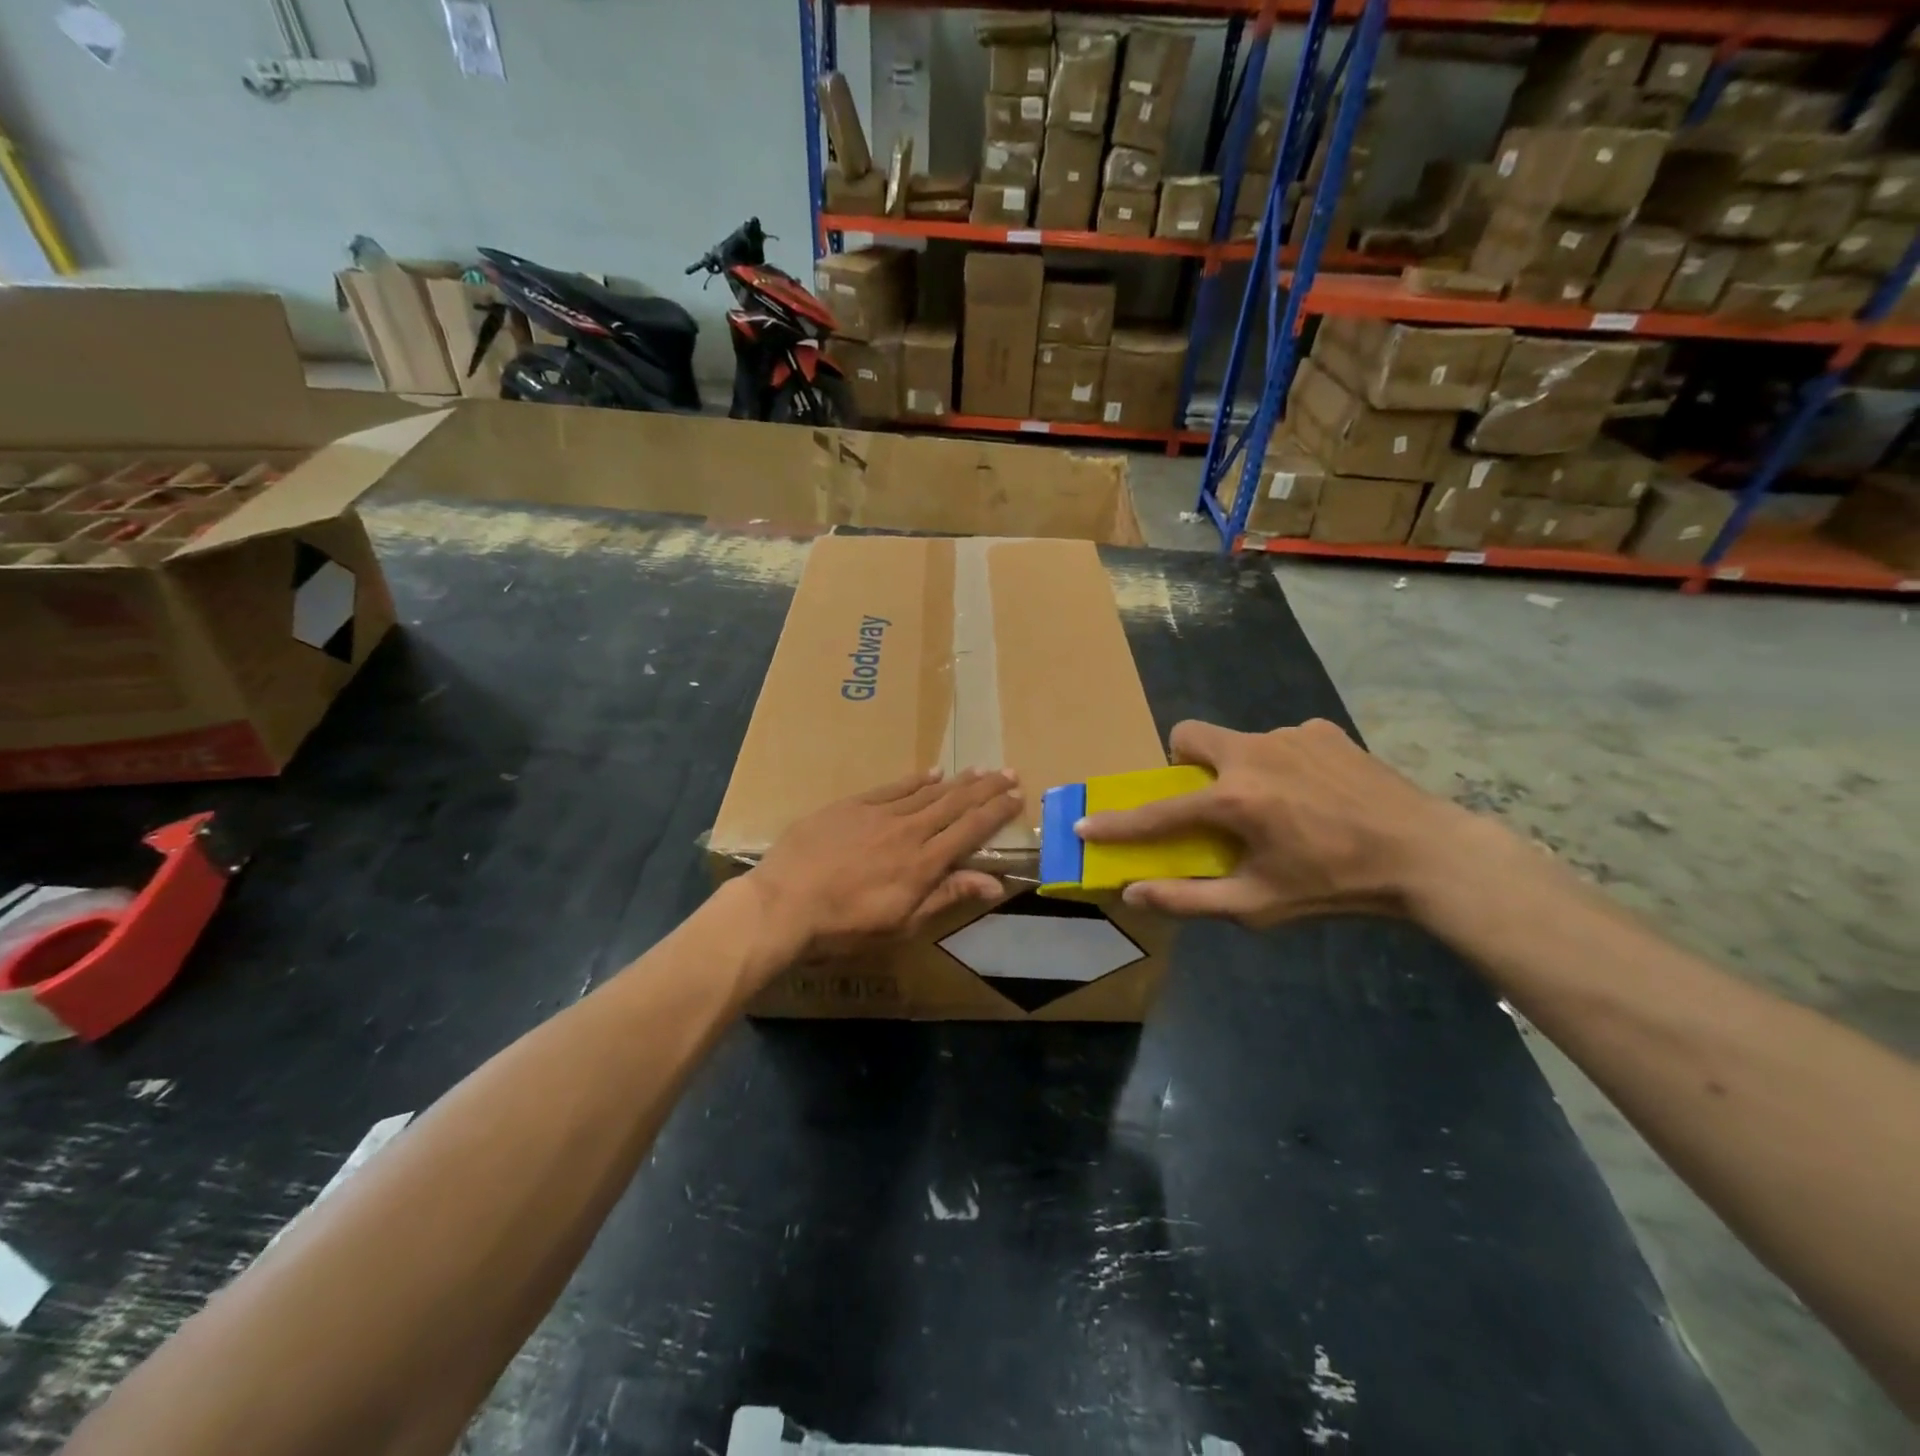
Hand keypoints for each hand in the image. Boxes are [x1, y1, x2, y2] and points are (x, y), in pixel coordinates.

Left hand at [744, 768, 1023, 962]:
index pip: (970, 830)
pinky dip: (915, 780)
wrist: (784, 903)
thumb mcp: (901, 924)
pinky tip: (931, 773)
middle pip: (955, 804)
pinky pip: (892, 787)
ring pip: (927, 792)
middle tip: (1008, 772)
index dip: (996, 812)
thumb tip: (994, 883)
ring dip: (956, 781)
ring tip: (979, 770)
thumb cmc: (844, 926)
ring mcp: (879, 814)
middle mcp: (908, 830)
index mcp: (924, 862)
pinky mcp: (851, 806)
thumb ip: (946, 896)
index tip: (1016, 797)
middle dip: (985, 788)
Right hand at [1076, 718, 1463, 926]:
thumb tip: (1134, 891)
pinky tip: (1316, 794)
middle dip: (1184, 763)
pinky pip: (1282, 742)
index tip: (1085, 822)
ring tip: (1279, 807)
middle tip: (1208, 799)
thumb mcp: (1259, 905)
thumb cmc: (1336, 886)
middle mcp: (1253, 754)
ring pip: (1239, 742)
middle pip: (1189, 735)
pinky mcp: (1323, 730)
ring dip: (1239, 769)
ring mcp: (1291, 735)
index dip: (1118, 822)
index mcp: (1235, 800)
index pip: (1158, 811)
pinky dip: (1282, 765)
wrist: (1426, 854)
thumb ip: (1189, 899)